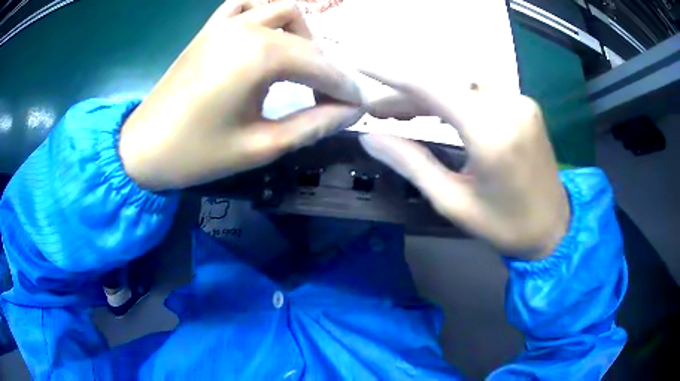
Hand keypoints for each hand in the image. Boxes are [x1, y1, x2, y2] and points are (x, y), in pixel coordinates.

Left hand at [120, 0, 363, 190]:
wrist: (143, 148)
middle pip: (308, 38)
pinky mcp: (210, 28)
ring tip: (301, 65)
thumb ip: (314, 124)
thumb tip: (352, 111)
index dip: (346, 87)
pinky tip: (267, 34)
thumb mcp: (262, 146)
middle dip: (328, 68)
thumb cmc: (198, 153)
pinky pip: (246, 5)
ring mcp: (226, 23)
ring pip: (283, 9)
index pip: (322, 66)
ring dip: (303, 33)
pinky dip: (264, 13)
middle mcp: (248, 28)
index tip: (359, 106)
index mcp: (260, 56)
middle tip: (330, 98)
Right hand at [359, 73, 569, 260]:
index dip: (390, 72)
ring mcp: (520, 101)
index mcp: (492, 134)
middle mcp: (509, 106)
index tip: (359, 64)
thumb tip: (369, 138)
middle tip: (378, 112)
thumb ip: (410, 163)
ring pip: (461, 83)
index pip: (431, 86)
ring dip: (429, 94)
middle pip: (445, 82)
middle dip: (406, 93)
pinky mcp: (525, 104)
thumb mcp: (453, 202)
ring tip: (402, 113)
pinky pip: (480, 90)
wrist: (554, 227)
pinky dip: (453, 97)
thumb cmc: (505, 225)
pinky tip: (439, 111)